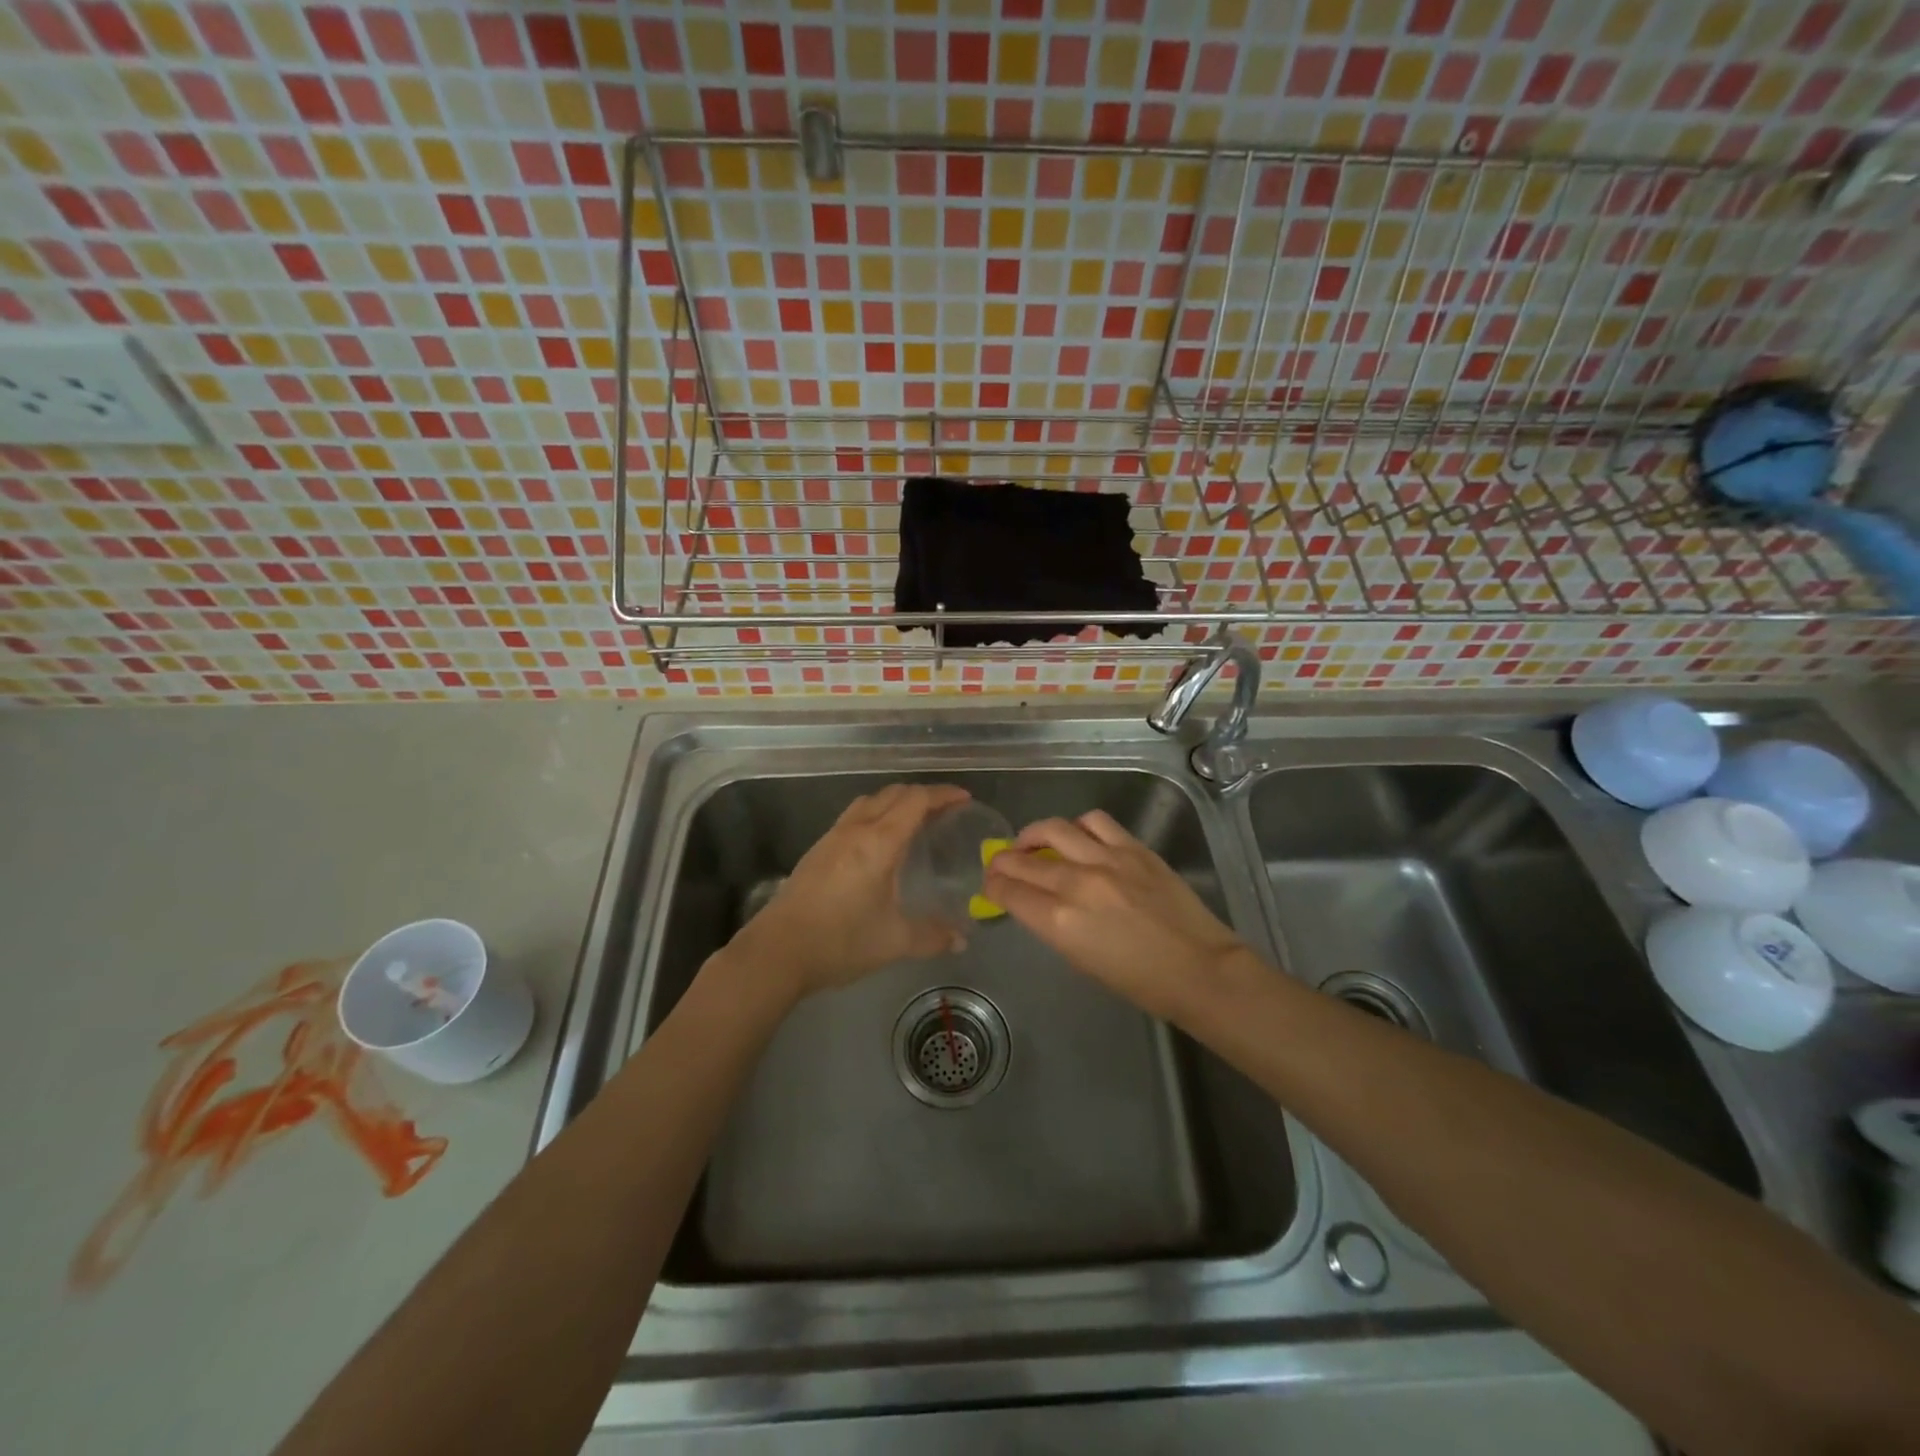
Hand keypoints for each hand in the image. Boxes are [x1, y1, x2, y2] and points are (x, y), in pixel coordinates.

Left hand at [730, 783, 971, 997]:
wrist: (777, 951)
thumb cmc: (840, 941)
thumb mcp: (894, 941)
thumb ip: (932, 936)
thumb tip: (961, 940)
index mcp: (879, 842)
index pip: (916, 800)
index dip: (943, 794)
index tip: (964, 798)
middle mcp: (856, 829)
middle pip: (893, 793)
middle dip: (922, 794)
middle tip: (945, 810)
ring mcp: (832, 837)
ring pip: (869, 801)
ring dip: (895, 801)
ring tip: (914, 821)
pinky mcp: (817, 850)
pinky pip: (853, 816)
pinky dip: (876, 815)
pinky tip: (879, 844)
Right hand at [983, 810, 1247, 1021]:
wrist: (1200, 969)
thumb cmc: (1139, 982)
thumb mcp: (1082, 960)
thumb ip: (1054, 925)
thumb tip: (1037, 904)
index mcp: (1060, 921)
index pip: (1010, 891)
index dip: (993, 885)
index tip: (990, 883)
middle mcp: (1077, 883)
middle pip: (1024, 859)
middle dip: (1004, 860)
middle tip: (1000, 863)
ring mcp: (1107, 859)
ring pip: (1054, 828)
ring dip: (1034, 834)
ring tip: (1033, 842)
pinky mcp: (1134, 848)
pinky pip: (1095, 822)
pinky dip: (1078, 827)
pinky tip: (1077, 837)